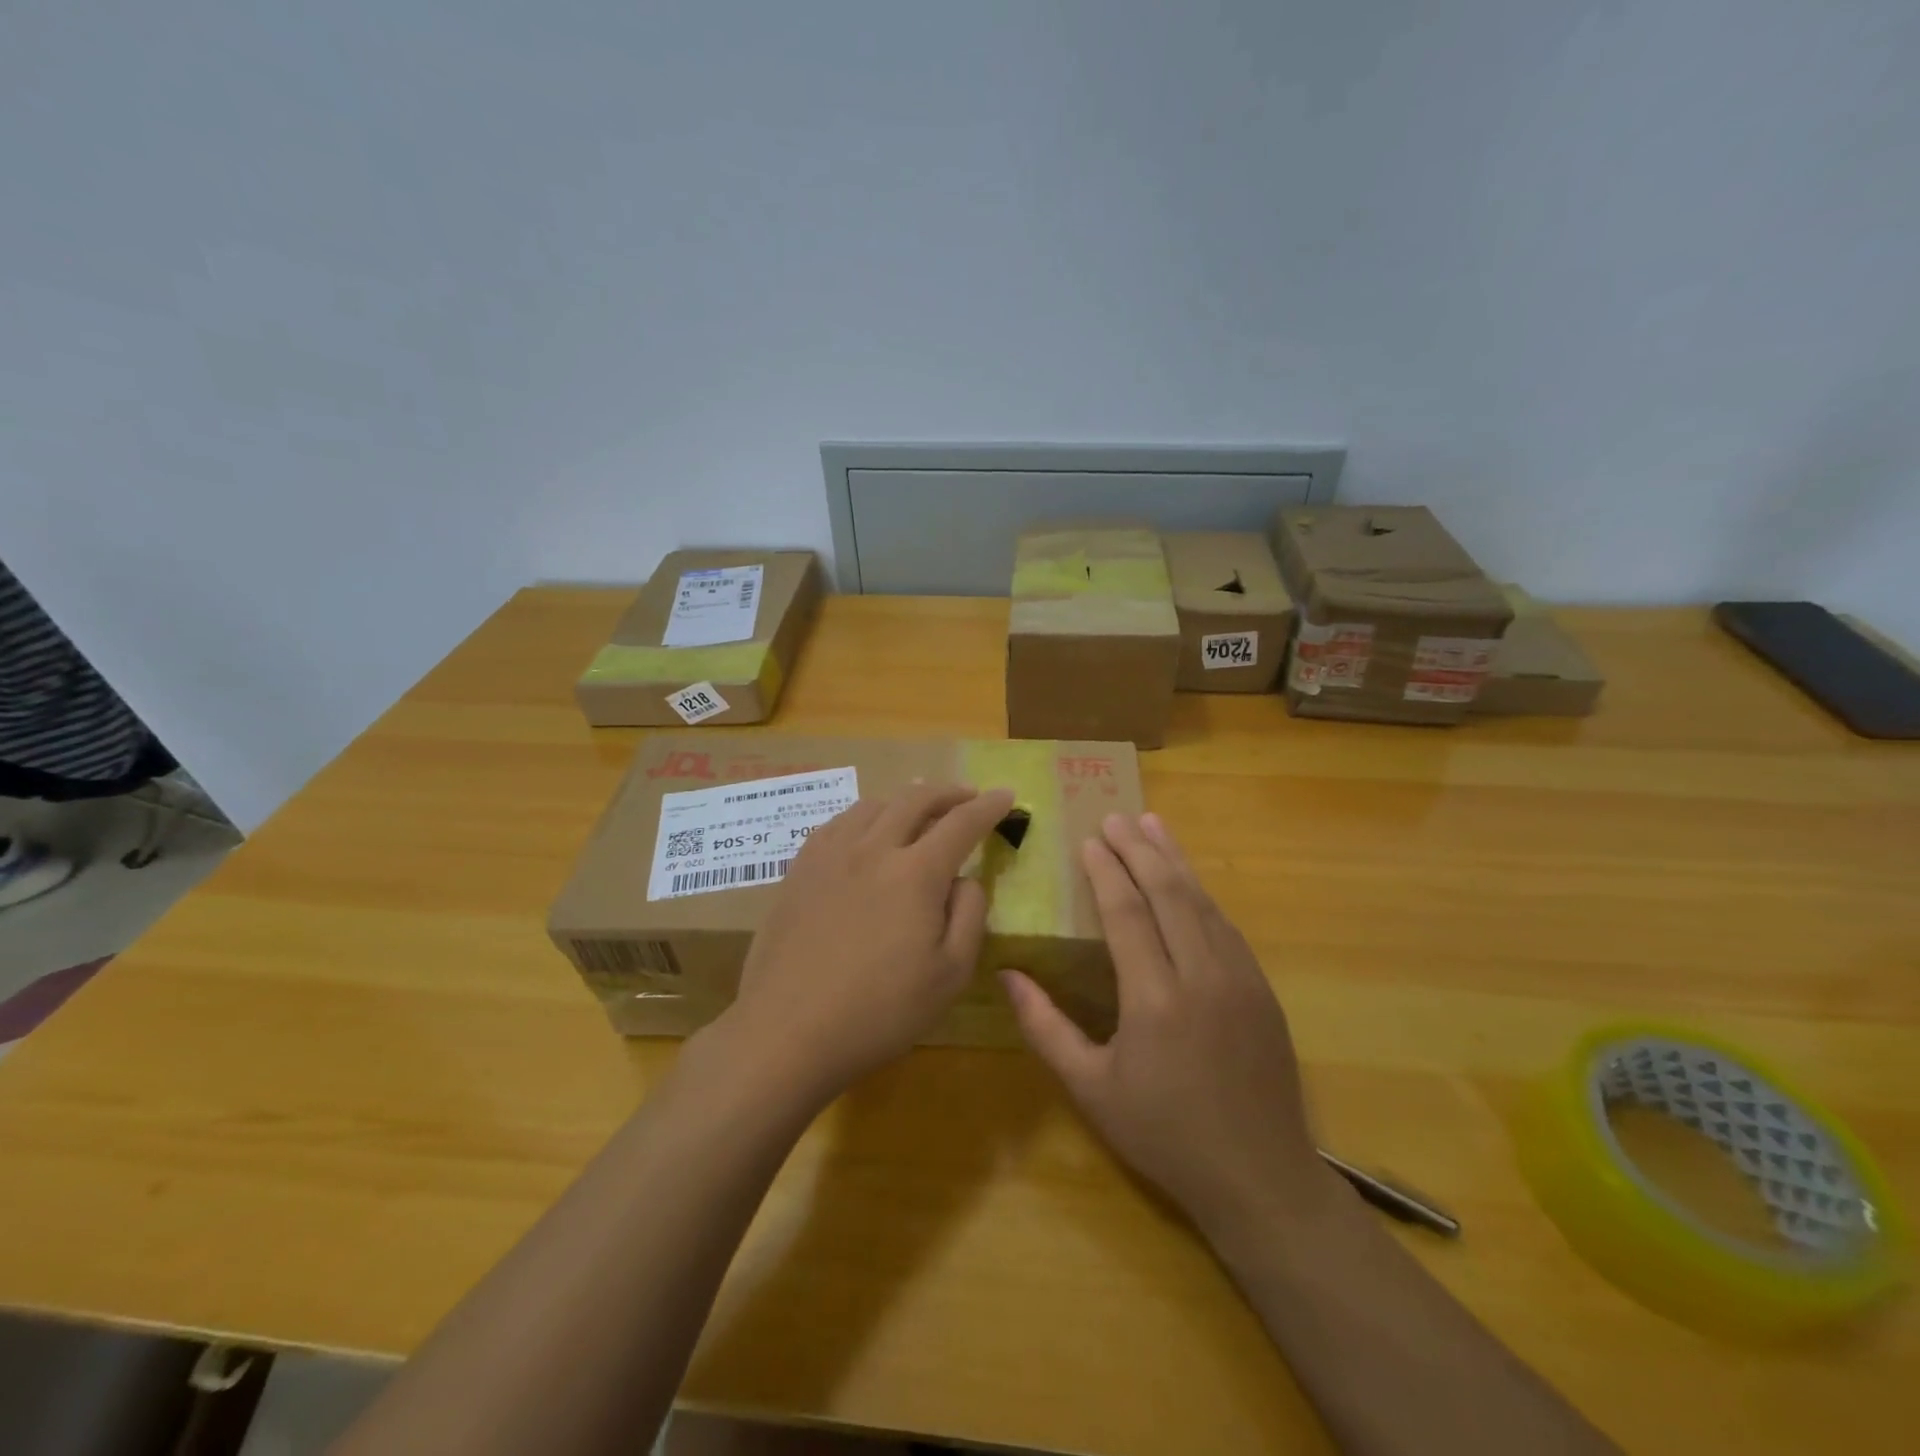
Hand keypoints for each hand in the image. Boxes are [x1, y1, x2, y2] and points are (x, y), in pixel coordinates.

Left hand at [718, 783, 1015, 1102]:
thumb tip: (966, 878)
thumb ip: (969, 915)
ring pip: (874, 804)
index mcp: (916, 873)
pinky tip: (864, 833)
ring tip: (917, 813)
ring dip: (904, 801)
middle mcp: (873, 848)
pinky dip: (864, 816)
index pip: (962, 823)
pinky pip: (837, 823)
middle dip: (949, 792)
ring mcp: (830, 855)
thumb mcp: (950, 975)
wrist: (788, 1031)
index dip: (988, 806)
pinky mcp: (799, 869)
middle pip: (916, 799)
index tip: (1006, 795)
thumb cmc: (879, 1011)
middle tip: (967, 797)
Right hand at [1002, 812, 1329, 1238]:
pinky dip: (1202, 893)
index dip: (1106, 871)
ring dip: (1175, 860)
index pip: (1127, 913)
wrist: (1258, 1177)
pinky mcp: (1261, 989)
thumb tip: (1008, 975)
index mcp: (1154, 999)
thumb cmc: (1164, 1135)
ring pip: (1203, 902)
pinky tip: (1189, 880)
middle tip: (1116, 817)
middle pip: (1168, 893)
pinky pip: (1226, 925)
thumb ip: (1046, 1028)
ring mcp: (1239, 978)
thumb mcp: (1091, 1089)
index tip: (1090, 840)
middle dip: (1139, 849)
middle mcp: (1201, 976)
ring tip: (1152, 825)